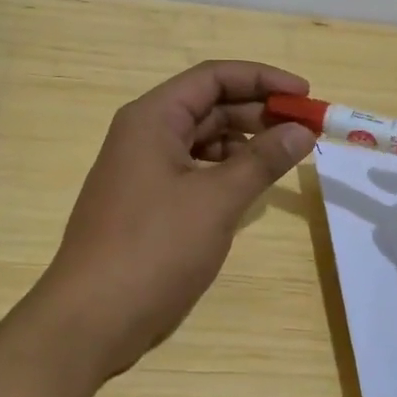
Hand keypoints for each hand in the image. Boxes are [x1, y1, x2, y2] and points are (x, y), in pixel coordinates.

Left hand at [31, 61, 316, 383]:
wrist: (91, 319)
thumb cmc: (154, 248)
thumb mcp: (216, 200)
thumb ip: (261, 160)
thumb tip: (302, 131)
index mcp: (153, 118)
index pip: (213, 77)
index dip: (262, 78)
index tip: (305, 94)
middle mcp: (144, 134)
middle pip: (208, 106)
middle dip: (258, 112)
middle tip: (305, 129)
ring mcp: (143, 170)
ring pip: (202, 140)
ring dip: (244, 143)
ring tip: (287, 156)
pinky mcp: (147, 203)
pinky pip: (193, 171)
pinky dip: (225, 172)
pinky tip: (252, 187)